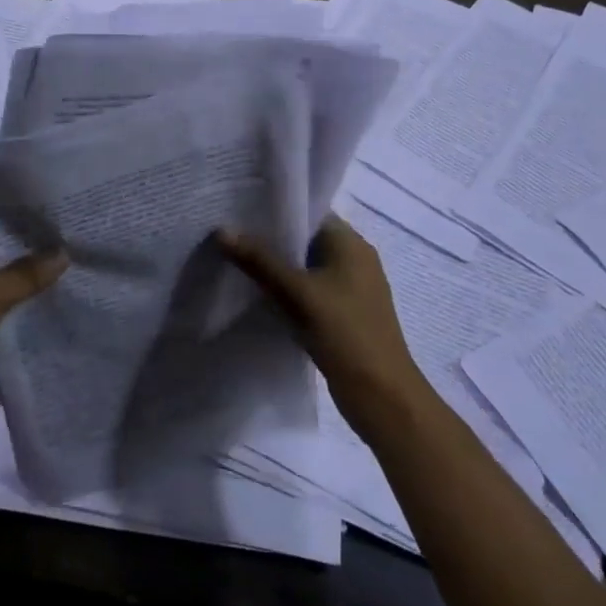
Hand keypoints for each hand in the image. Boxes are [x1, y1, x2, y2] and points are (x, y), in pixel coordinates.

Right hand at [218, 215, 430, 439]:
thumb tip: (222, 230)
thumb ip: (260, 261)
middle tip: (228, 232)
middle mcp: (354, 260)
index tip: (238, 208)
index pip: (309, 212)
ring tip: (234, 259)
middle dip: (269, 237)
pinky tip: (256, 293)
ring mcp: (349, 289)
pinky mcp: (342, 314)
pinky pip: (308, 291)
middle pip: (305, 239)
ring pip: (304, 267)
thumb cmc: (346, 334)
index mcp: (351, 244)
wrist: (383, 397)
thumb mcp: (299, 293)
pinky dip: (285, 289)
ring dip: (276, 266)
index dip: (275, 209)